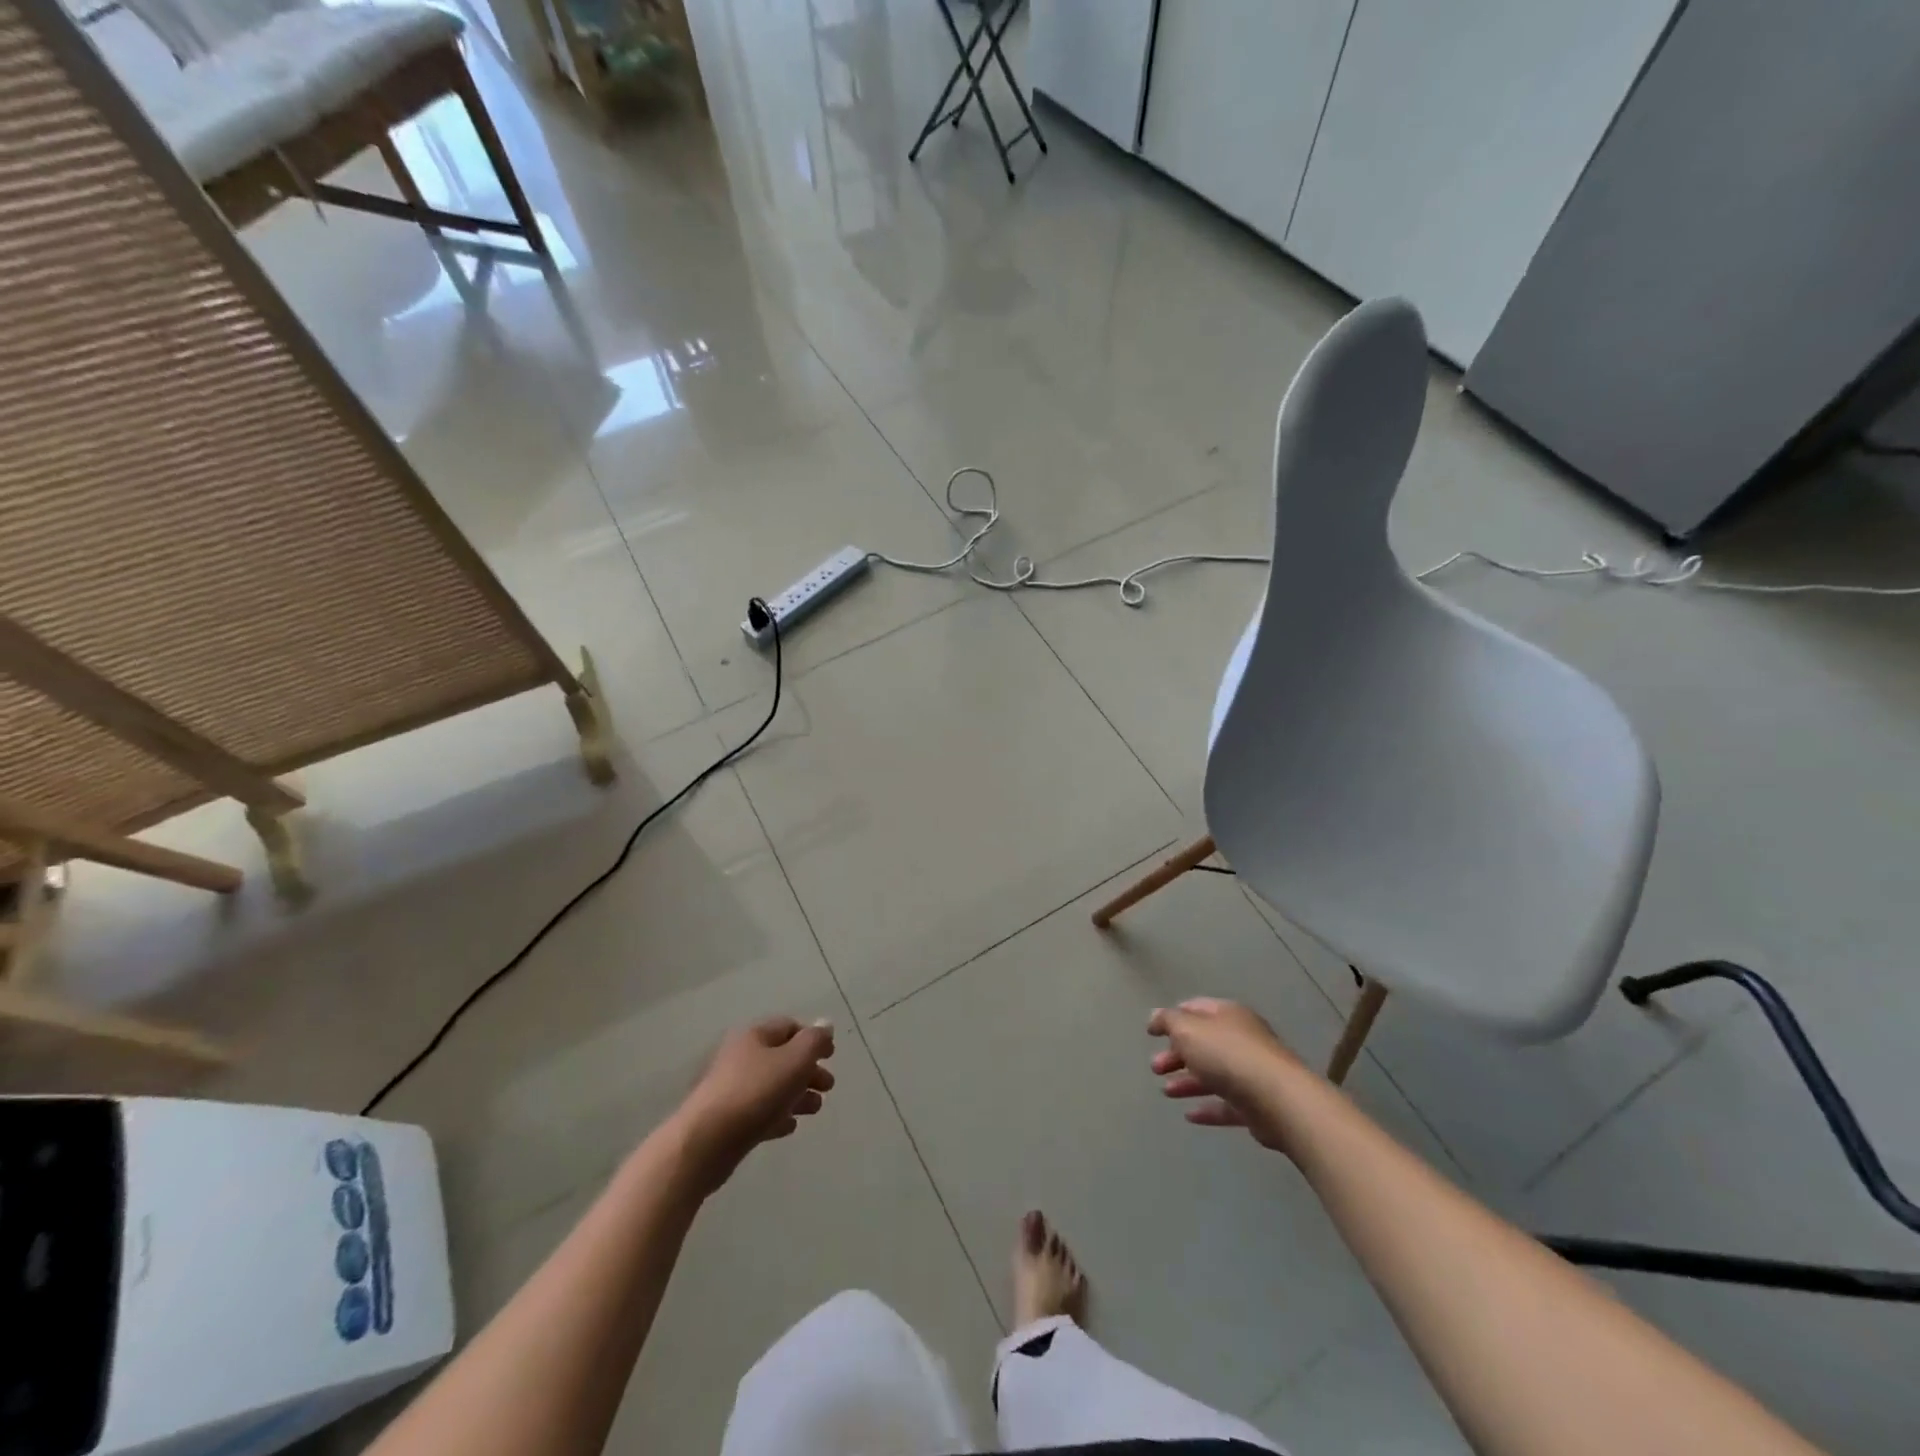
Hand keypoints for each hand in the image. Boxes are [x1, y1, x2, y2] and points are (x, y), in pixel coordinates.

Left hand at [671, 1017, 835, 1192]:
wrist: (705, 1143)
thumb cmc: (754, 1093)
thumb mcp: (794, 1060)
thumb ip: (814, 1041)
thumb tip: (825, 1024)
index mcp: (754, 1036)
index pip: (789, 1026)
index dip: (813, 1038)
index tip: (831, 1056)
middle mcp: (740, 1057)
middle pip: (782, 1057)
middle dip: (808, 1070)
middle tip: (828, 1087)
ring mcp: (731, 1089)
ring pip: (772, 1086)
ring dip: (797, 1094)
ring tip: (814, 1110)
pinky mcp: (726, 1120)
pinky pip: (758, 1111)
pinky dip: (777, 1115)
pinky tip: (789, 1127)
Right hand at [1148, 998, 1302, 1154]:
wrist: (1279, 1100)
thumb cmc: (1228, 1055)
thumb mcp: (1188, 1030)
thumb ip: (1168, 1021)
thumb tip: (1155, 1017)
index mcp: (1227, 1014)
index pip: (1195, 1009)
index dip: (1172, 1018)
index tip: (1152, 1033)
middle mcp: (1241, 1039)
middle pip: (1203, 1043)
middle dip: (1176, 1054)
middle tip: (1155, 1068)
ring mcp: (1251, 1072)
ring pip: (1213, 1074)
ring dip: (1188, 1081)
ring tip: (1166, 1092)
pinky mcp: (1257, 1105)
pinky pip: (1226, 1104)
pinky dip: (1207, 1108)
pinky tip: (1189, 1116)